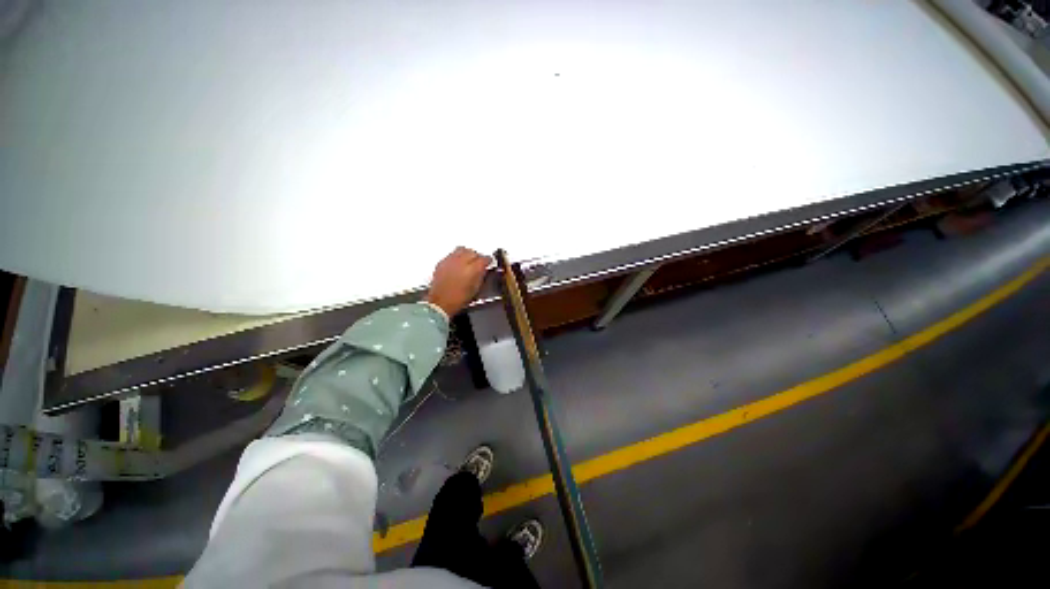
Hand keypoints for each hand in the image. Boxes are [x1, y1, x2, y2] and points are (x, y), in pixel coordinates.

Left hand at [425, 247, 491, 316]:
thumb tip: (483, 270)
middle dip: (477, 256)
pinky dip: (456, 257)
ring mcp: (450, 261)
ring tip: (468, 260)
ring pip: (461, 249)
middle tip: (478, 262)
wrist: (441, 303)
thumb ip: (481, 276)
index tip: (488, 262)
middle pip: (473, 252)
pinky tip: (457, 264)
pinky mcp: (442, 262)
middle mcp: (461, 262)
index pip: (484, 258)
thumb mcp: (476, 289)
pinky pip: (451, 255)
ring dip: (466, 254)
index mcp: (473, 269)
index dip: (488, 260)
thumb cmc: (457, 299)